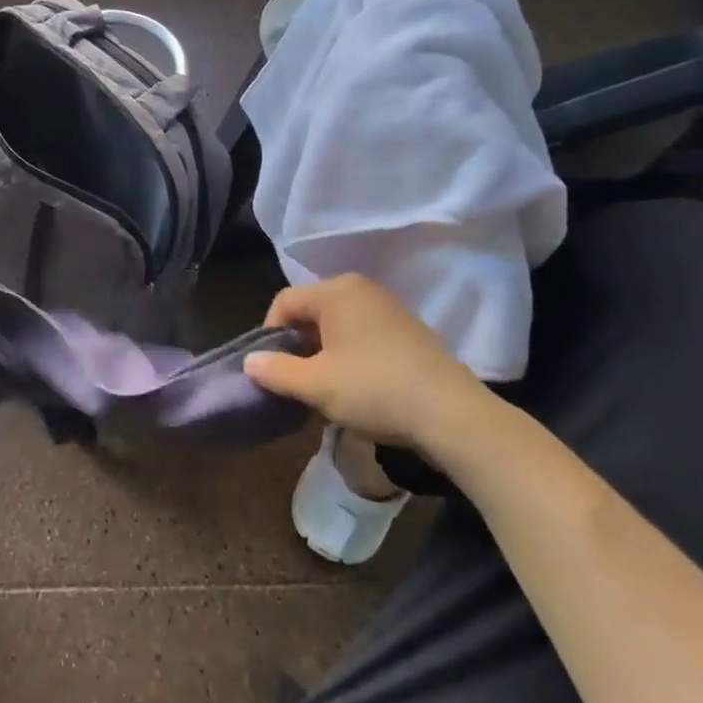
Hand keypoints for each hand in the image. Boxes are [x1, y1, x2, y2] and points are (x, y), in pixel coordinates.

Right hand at [243, 273, 500, 457]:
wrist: (451, 414)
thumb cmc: (373, 389)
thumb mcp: (315, 385)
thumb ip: (275, 370)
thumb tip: (250, 361)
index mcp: (336, 291)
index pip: (284, 302)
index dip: (269, 334)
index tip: (271, 369)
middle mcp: (361, 288)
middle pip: (312, 311)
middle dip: (298, 344)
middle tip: (296, 380)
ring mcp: (389, 307)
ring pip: (338, 324)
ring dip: (323, 352)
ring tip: (324, 387)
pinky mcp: (409, 329)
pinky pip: (364, 333)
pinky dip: (351, 354)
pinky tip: (357, 387)